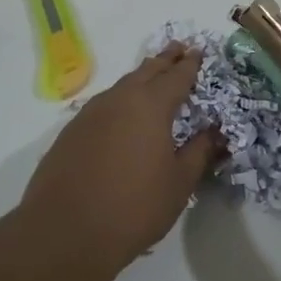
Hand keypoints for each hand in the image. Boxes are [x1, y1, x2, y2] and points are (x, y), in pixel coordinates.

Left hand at [20, 43, 218, 271]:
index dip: (190, 64)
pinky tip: (121, 115)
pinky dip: (119, 101)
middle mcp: (119, 100)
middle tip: (178, 48)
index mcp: (150, 106)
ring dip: (140, 78)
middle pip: (146, 71)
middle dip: (164, 60)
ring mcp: (90, 114)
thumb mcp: (179, 183)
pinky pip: (103, 106)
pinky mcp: (70, 132)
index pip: (176, 76)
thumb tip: (214, 131)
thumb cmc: (134, 207)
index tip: (199, 51)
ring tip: (152, 77)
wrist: (65, 232)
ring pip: (121, 86)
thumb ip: (199, 152)